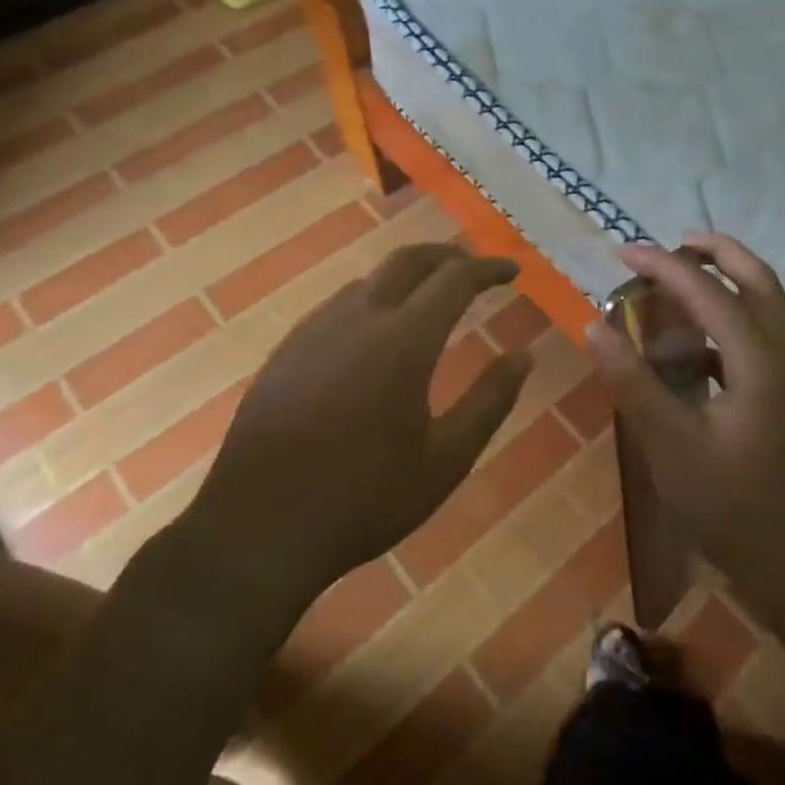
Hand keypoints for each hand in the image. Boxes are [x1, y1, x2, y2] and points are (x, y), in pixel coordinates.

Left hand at [178, 243, 531, 620]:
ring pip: (370, 279)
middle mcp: (359, 320)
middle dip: (448, 255)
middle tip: (475, 269)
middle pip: (408, 261)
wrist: (258, 529)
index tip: (512, 271)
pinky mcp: (287, 350)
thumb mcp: (446, 459)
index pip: (454, 279)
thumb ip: (490, 401)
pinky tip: (377, 331)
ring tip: (431, 297)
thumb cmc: (365, 499)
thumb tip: (525, 356)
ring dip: (409, 276)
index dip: (488, 269)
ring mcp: (315, 331)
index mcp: (404, 342)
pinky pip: (339, 304)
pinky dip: (373, 298)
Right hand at [584, 233, 784, 591]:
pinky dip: (730, 325)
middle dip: (717, 253)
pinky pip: (763, 339)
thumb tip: (595, 326)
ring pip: (766, 307)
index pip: (710, 292)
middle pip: (758, 280)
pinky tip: (694, 352)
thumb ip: (632, 382)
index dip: (664, 267)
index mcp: (761, 361)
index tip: (624, 251)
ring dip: (726, 285)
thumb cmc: (732, 508)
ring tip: (678, 288)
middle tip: (674, 244)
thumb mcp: (669, 446)